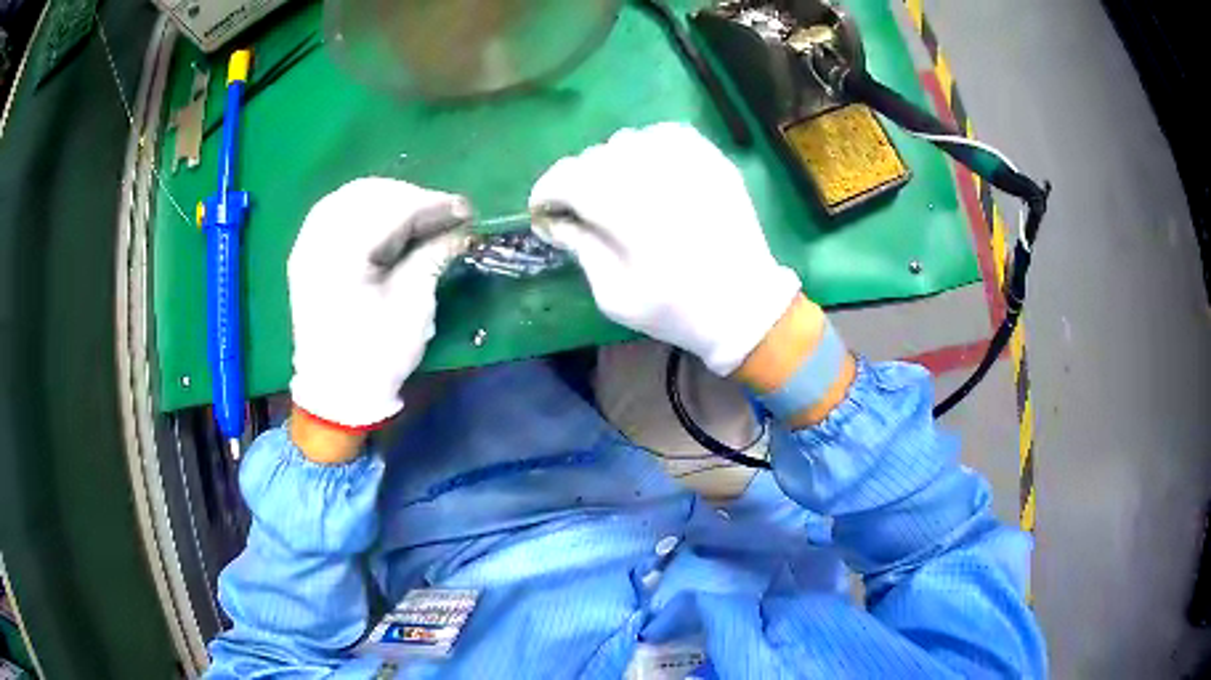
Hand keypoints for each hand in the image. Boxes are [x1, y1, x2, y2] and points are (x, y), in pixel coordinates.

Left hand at [287, 178, 466, 434]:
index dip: (432, 204)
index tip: (464, 211)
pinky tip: (384, 222)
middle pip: (367, 194)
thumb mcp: (412, 306)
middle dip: (410, 198)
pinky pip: (334, 213)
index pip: (391, 208)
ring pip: (349, 198)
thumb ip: (432, 256)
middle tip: (442, 214)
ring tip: (417, 217)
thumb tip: (461, 229)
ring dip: (387, 200)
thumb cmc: (376, 355)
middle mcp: (317, 241)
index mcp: (342, 255)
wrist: (335, 393)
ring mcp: (306, 246)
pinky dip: (363, 210)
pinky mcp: (306, 255)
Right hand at [530, 123, 800, 375]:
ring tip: (616, 191)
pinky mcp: (712, 159)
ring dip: (610, 163)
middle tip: (579, 210)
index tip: (542, 211)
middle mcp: (656, 174)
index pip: (567, 178)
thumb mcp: (614, 295)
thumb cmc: (676, 310)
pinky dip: (646, 148)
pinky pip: (664, 134)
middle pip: (594, 156)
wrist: (745, 305)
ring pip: (626, 141)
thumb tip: (555, 219)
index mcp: (628, 211)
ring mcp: (689, 161)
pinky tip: (648, 172)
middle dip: (576, 181)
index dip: (545, 191)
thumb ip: (580, 248)